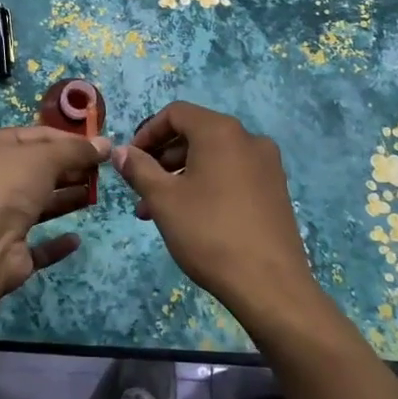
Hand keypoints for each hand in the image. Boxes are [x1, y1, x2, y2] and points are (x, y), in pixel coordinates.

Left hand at [0, 126, 111, 300]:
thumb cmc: (8, 186)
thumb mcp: (45, 157)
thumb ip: (77, 150)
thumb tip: (106, 144)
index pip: (39, 135)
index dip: (70, 140)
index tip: (100, 147)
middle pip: (40, 169)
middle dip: (71, 168)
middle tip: (102, 172)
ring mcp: (0, 215)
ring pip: (40, 204)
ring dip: (67, 199)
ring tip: (95, 196)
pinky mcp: (10, 249)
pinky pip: (38, 244)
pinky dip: (56, 243)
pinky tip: (75, 239)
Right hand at [110, 102, 323, 328]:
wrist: (271, 285)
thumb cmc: (210, 233)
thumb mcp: (164, 200)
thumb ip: (139, 169)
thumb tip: (121, 151)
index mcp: (221, 131)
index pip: (176, 113)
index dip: (148, 133)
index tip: (130, 161)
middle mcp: (249, 138)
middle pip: (196, 134)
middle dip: (162, 160)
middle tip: (141, 191)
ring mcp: (267, 165)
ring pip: (213, 158)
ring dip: (182, 176)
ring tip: (158, 212)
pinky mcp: (276, 190)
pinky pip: (233, 174)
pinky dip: (208, 185)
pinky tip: (192, 218)